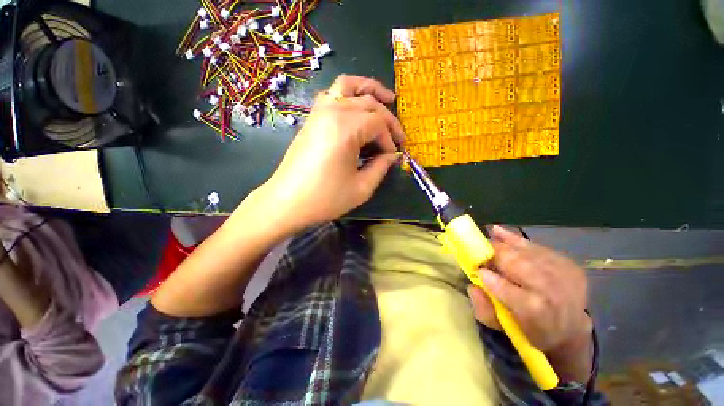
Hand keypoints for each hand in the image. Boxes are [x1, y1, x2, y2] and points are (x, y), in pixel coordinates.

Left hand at [257, 75, 404, 231]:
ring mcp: (318, 111)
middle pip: (369, 103)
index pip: (378, 123)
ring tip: (387, 98)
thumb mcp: (361, 188)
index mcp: (346, 129)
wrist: (287, 202)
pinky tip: (357, 106)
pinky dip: (349, 93)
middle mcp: (332, 111)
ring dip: (370, 89)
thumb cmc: (325, 198)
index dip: (390, 140)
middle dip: (388, 119)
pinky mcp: (311, 118)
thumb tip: (392, 156)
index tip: (393, 157)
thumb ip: (381, 167)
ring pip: (348, 85)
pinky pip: (332, 94)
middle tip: (397, 138)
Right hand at [467, 226, 592, 380]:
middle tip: (479, 250)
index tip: (478, 270)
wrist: (572, 330)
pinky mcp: (568, 264)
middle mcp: (553, 292)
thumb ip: (484, 309)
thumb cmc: (532, 331)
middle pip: (520, 265)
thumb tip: (472, 286)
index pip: (511, 293)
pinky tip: (499, 232)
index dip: (492, 280)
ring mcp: (564, 275)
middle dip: (496, 255)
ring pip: (527, 253)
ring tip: (487, 238)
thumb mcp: (505, 328)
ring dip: (504, 244)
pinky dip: (516, 239)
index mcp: (537, 313)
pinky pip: (536, 246)